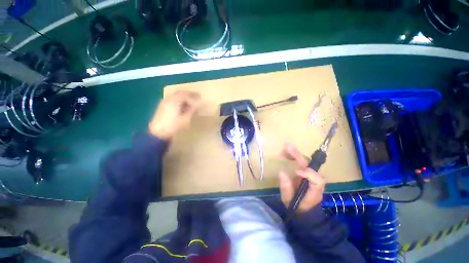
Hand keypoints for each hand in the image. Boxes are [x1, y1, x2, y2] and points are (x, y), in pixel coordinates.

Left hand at [149, 90, 200, 139]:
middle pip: (180, 93)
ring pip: (176, 95)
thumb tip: (198, 104)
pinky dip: (179, 99)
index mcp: (174, 101)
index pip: (185, 95)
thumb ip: (192, 110)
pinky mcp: (162, 106)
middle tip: (196, 96)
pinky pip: (172, 99)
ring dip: (183, 96)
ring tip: (190, 101)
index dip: (193, 96)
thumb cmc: (173, 126)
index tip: (200, 98)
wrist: (158, 132)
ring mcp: (164, 101)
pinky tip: (182, 105)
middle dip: (189, 94)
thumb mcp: (185, 119)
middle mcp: (168, 98)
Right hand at [279, 143, 325, 212]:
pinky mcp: (305, 172)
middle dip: (298, 156)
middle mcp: (315, 180)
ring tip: (284, 148)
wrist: (303, 208)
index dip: (309, 174)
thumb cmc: (297, 206)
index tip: (296, 171)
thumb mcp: (289, 201)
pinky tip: (286, 152)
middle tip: (287, 147)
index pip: (317, 180)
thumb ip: (286, 188)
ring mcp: (310, 175)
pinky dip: (294, 156)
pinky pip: (301, 162)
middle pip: (310, 165)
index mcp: (314, 190)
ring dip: (295, 153)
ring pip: (306, 161)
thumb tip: (281, 173)